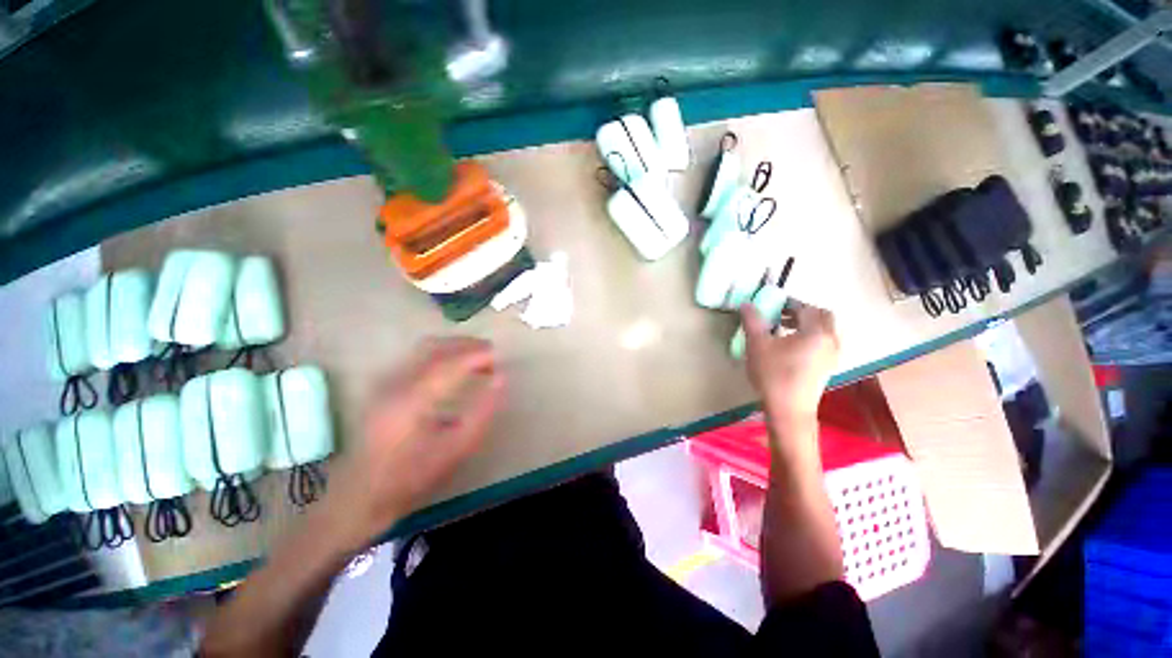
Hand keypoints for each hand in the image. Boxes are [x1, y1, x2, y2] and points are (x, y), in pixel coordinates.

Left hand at [322, 338, 504, 551]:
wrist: (364, 491)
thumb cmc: (411, 478)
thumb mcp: (453, 453)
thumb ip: (480, 415)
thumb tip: (499, 380)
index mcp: (414, 396)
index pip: (450, 360)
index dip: (477, 354)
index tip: (499, 356)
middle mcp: (396, 380)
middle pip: (433, 347)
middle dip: (463, 345)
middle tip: (489, 355)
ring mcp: (384, 382)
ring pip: (421, 351)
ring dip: (449, 350)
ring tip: (473, 363)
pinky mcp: (380, 389)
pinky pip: (413, 361)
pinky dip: (435, 359)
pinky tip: (447, 376)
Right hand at [741, 303, 838, 428]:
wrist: (789, 414)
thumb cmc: (774, 378)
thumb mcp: (758, 346)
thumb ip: (753, 321)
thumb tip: (748, 304)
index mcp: (815, 329)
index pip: (805, 307)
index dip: (789, 304)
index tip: (774, 307)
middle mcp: (829, 339)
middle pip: (823, 316)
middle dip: (805, 313)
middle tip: (785, 317)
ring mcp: (832, 356)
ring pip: (827, 331)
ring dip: (811, 326)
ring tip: (789, 333)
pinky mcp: (828, 370)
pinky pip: (826, 345)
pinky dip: (815, 341)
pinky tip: (796, 351)